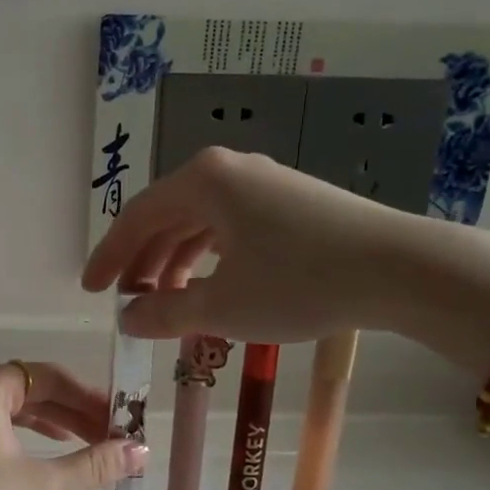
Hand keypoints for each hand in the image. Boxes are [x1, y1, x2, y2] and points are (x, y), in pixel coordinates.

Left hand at [0, 361, 146, 489]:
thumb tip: (140, 451)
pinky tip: (37, 453)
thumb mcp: (39, 484)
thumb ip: (92, 465)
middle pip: (31, 388)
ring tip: (82, 443)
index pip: (52, 377)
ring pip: (9, 406)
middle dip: (72, 412)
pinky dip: (19, 433)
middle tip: (108, 436)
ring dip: (48, 423)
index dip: (91, 397)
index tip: (120, 421)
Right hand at [82, 147, 434, 340]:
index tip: (89, 290)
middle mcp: (228, 170)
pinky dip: (209, 257)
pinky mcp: (289, 201)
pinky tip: (210, 285)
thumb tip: (127, 319)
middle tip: (128, 302)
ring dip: (175, 262)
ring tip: (166, 302)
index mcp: (202, 181)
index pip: (137, 218)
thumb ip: (164, 313)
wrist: (400, 269)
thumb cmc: (299, 282)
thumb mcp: (222, 306)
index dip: (109, 257)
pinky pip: (229, 226)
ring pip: (199, 222)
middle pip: (166, 216)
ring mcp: (262, 183)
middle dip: (142, 262)